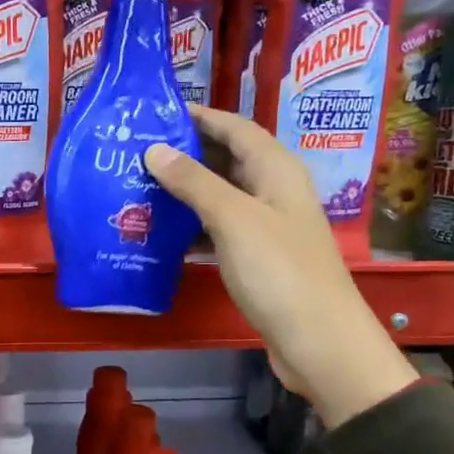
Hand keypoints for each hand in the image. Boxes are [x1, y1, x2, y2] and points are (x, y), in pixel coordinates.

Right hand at [144, 105, 415, 428]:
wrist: (317, 340)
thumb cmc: (278, 271)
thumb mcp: (233, 219)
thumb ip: (193, 182)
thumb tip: (154, 150)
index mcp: (276, 169)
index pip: (235, 127)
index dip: (198, 116)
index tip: (154, 113)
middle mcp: (273, 190)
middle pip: (226, 159)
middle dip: (185, 153)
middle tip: (136, 152)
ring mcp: (267, 226)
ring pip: (220, 196)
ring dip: (184, 192)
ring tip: (139, 188)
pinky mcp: (257, 258)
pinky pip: (219, 230)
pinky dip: (192, 228)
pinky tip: (161, 235)